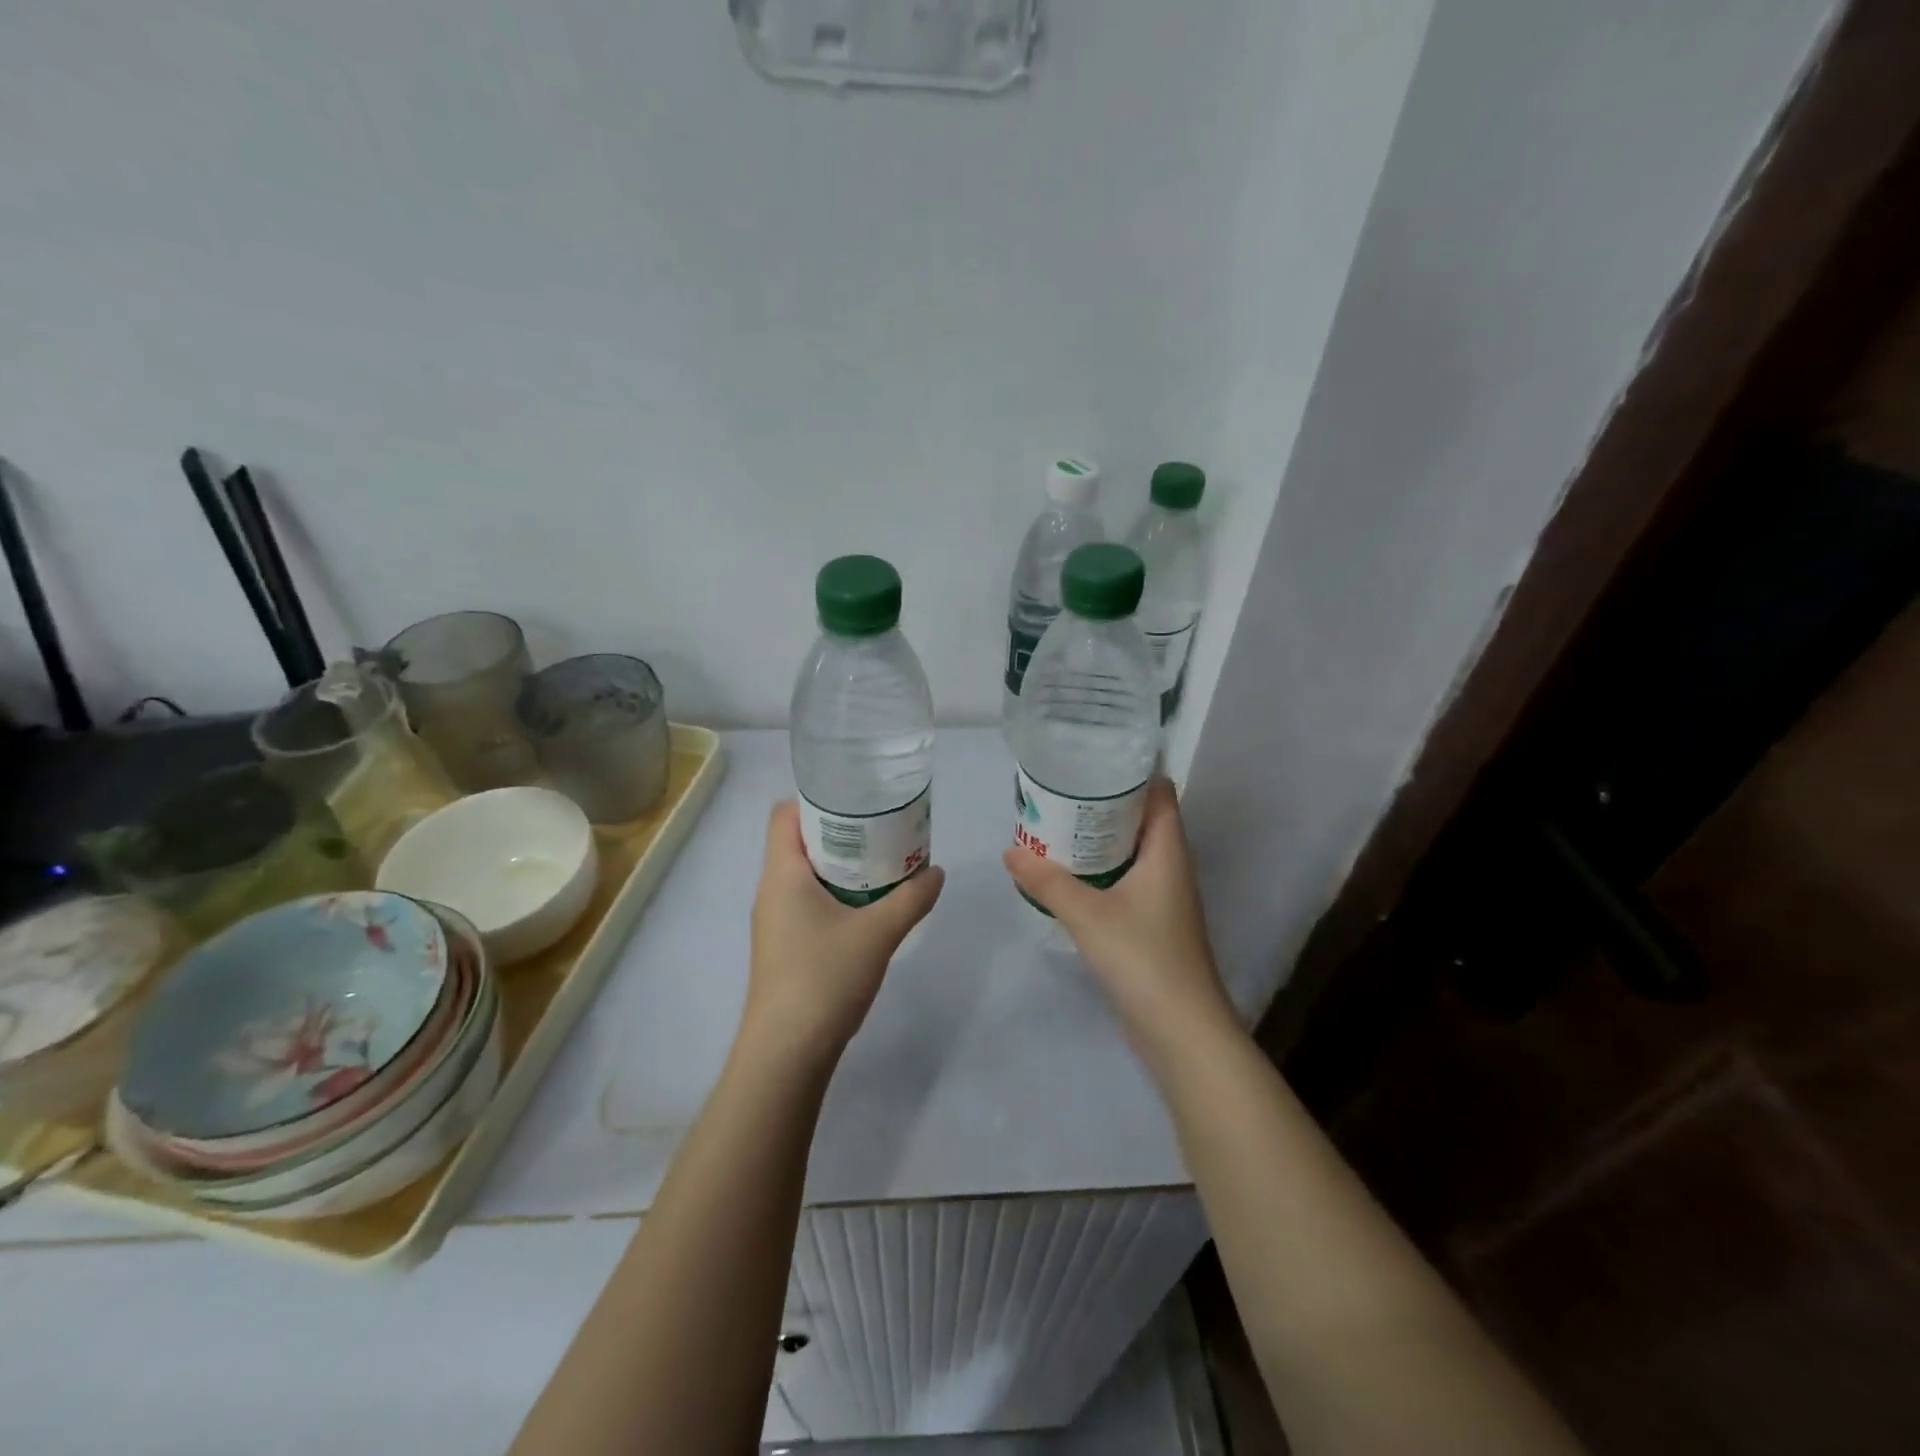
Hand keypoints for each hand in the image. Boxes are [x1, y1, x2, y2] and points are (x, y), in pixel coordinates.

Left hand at [739, 801, 944, 1076]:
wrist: (787, 1053)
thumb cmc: (824, 978)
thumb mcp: (878, 933)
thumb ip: (912, 899)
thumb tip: (937, 873)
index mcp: (782, 874)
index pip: (785, 814)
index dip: (817, 799)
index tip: (858, 799)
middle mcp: (771, 890)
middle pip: (799, 841)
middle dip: (841, 831)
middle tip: (883, 829)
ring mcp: (775, 921)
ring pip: (806, 875)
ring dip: (842, 866)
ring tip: (883, 864)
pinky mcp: (784, 947)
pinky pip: (808, 902)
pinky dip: (836, 894)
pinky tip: (868, 909)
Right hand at [1004, 778, 1236, 1066]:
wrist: (1182, 1031)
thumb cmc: (1144, 959)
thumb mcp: (1088, 915)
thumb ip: (1048, 881)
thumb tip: (1010, 851)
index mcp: (1167, 851)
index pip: (1159, 792)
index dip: (1132, 772)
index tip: (1091, 760)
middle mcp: (1169, 867)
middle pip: (1141, 819)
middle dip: (1103, 805)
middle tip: (1058, 793)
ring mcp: (1163, 898)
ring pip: (1131, 852)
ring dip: (1098, 840)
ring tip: (1056, 827)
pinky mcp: (1152, 924)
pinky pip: (1125, 882)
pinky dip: (1099, 872)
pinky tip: (1067, 876)